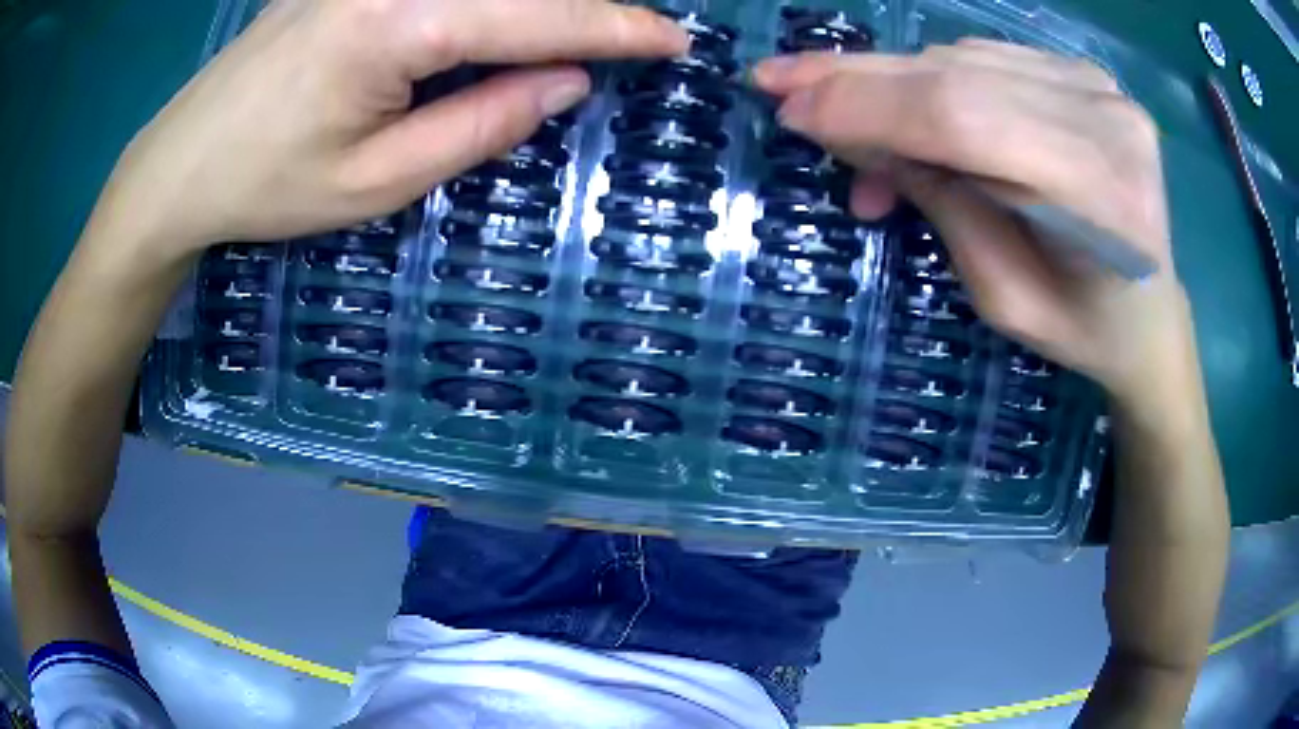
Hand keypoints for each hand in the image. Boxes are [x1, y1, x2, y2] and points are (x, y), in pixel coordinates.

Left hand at [100, 0, 685, 260]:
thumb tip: (566, 81)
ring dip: (537, 4)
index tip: (674, 41)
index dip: (617, 27)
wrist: (179, 163)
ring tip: (574, 34)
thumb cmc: (267, 186)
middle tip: (634, 37)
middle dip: (585, 7)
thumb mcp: (378, 181)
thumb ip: (480, 124)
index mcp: (399, 22)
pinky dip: (488, 4)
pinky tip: (502, 23)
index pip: (539, 13)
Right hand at [752, 40, 1196, 403]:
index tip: (792, 112)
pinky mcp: (1085, 73)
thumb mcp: (1005, 299)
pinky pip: (985, 59)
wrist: (1152, 315)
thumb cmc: (1086, 330)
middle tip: (780, 80)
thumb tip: (860, 136)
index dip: (870, 107)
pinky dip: (932, 80)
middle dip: (859, 77)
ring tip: (840, 118)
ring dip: (890, 83)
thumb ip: (944, 207)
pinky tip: (906, 109)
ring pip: (964, 58)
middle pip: (959, 74)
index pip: (964, 119)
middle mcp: (1105, 118)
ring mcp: (1099, 86)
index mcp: (1101, 196)